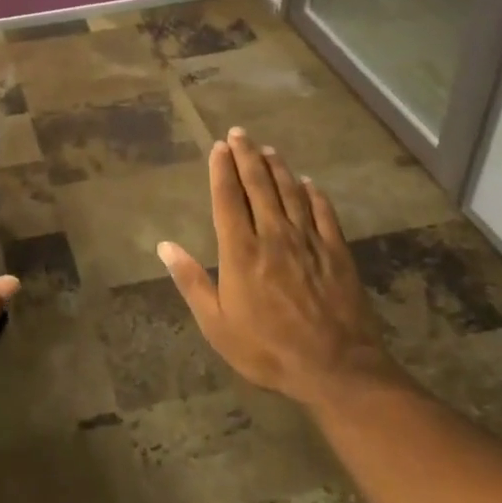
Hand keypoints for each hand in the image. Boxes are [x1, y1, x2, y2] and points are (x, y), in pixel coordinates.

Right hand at [158, 128, 398, 408]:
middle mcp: (273, 236)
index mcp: (241, 251)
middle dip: (247, 156)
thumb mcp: (216, 324)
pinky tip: (309, 183)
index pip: (228, 198)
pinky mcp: (337, 252)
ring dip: (278, 168)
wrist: (336, 368)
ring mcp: (308, 241)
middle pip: (258, 186)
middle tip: (240, 133)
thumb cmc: (267, 349)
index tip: (218, 147)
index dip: (222, 169)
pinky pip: (324, 213)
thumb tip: (164, 246)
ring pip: (291, 193)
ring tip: (268, 150)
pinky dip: (315, 194)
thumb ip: (191, 281)